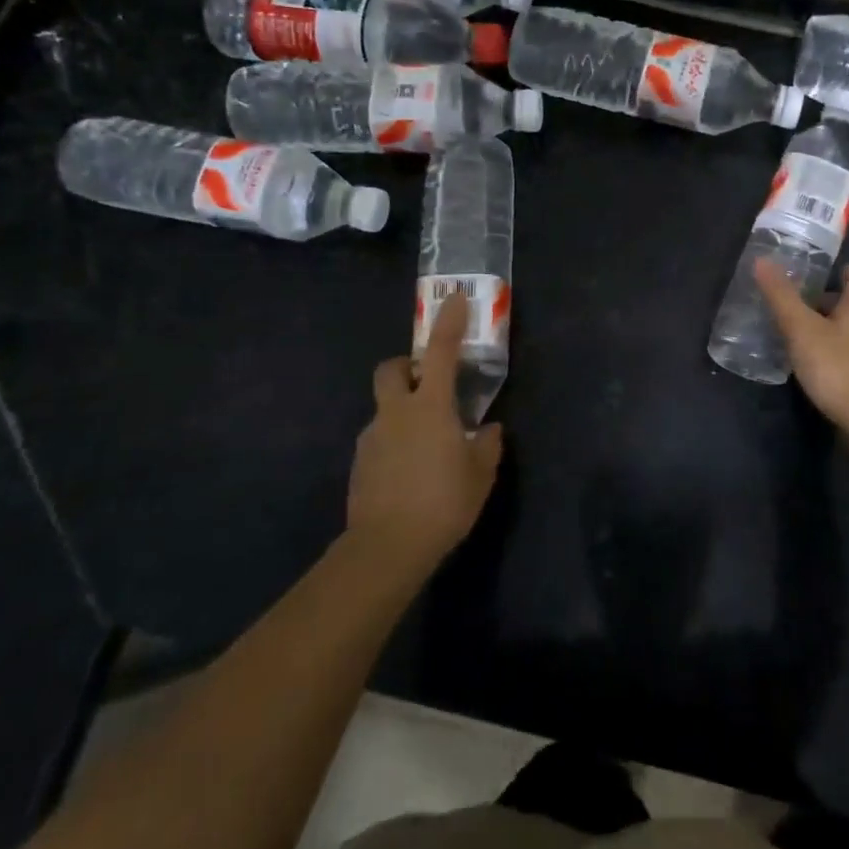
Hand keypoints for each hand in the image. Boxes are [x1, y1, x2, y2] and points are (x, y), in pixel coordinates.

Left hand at [348, 291, 502, 570]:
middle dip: (407, 365)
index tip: (455, 300)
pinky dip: (394, 442)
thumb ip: (487, 445)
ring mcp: (372, 438)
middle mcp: (396, 413)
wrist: (386, 548)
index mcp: (430, 407)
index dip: (449, 323)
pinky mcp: (359, 464)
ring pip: (384, 408)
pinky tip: (410, 472)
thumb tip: (488, 430)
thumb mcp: (480, 475)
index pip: (442, 352)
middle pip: (391, 369)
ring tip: (427, 444)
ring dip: (403, 411)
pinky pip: (379, 439)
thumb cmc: (443, 502)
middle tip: (428, 381)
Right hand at [754, 259, 848, 437]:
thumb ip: (782, 297)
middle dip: (838, 301)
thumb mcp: (801, 329)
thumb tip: (762, 260)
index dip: (842, 273)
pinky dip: (845, 350)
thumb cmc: (837, 367)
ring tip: (814, 332)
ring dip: (842, 327)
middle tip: (811, 303)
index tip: (825, 273)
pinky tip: (826, 362)